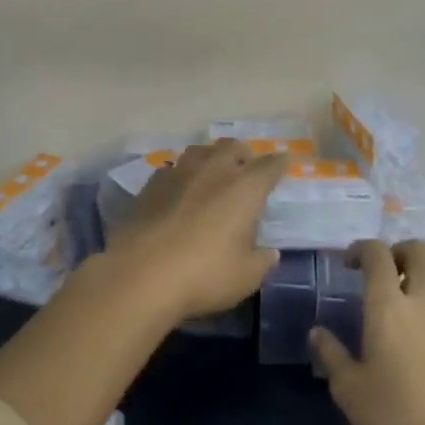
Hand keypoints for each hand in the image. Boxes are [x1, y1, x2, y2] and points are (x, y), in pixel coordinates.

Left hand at [101, 139, 283, 323]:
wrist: (141, 274)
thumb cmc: (204, 275)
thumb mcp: (245, 278)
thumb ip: (262, 262)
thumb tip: (270, 253)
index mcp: (245, 188)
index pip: (269, 166)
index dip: (278, 163)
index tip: (283, 162)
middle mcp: (214, 170)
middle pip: (232, 146)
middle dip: (243, 153)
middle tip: (246, 167)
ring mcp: (180, 173)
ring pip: (200, 151)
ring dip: (211, 157)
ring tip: (212, 173)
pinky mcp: (152, 184)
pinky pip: (173, 169)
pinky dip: (182, 174)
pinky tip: (179, 190)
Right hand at [311, 239, 424, 424]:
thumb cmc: (393, 418)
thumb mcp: (349, 390)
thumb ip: (331, 354)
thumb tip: (317, 332)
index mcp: (388, 305)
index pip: (377, 253)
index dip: (361, 249)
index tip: (349, 264)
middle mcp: (423, 301)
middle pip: (420, 250)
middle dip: (400, 252)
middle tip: (385, 273)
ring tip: (409, 298)